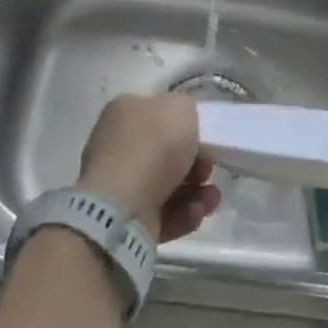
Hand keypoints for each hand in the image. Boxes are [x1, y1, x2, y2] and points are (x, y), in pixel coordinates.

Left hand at [78, 93, 221, 243]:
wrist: (123, 206)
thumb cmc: (152, 146)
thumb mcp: (181, 108)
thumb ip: (186, 110)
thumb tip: (183, 125)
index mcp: (123, 112)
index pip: (157, 113)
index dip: (184, 126)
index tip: (205, 139)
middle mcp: (117, 146)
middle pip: (165, 153)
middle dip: (196, 163)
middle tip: (208, 169)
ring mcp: (120, 185)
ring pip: (168, 186)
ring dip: (196, 192)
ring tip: (210, 198)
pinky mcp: (127, 220)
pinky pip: (163, 214)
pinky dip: (184, 214)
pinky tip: (196, 212)